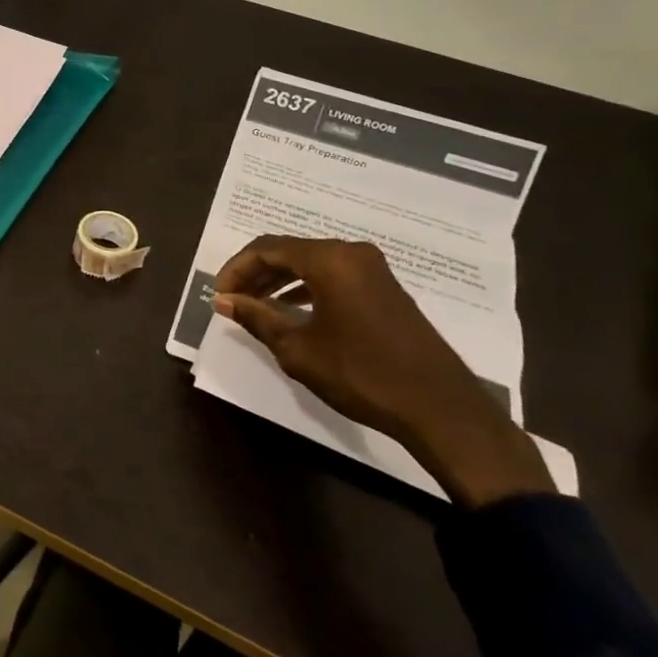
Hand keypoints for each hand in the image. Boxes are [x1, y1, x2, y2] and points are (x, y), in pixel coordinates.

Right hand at [211, 236, 552, 508]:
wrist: (439, 407)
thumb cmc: (361, 373)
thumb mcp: (298, 349)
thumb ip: (257, 318)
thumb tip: (223, 301)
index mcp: (329, 260)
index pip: (266, 249)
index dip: (235, 269)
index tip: (218, 295)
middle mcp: (351, 253)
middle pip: (289, 251)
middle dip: (255, 273)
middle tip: (232, 300)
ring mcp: (373, 269)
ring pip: (311, 263)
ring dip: (279, 281)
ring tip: (255, 306)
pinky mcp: (384, 288)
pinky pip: (332, 275)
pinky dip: (305, 287)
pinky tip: (292, 310)